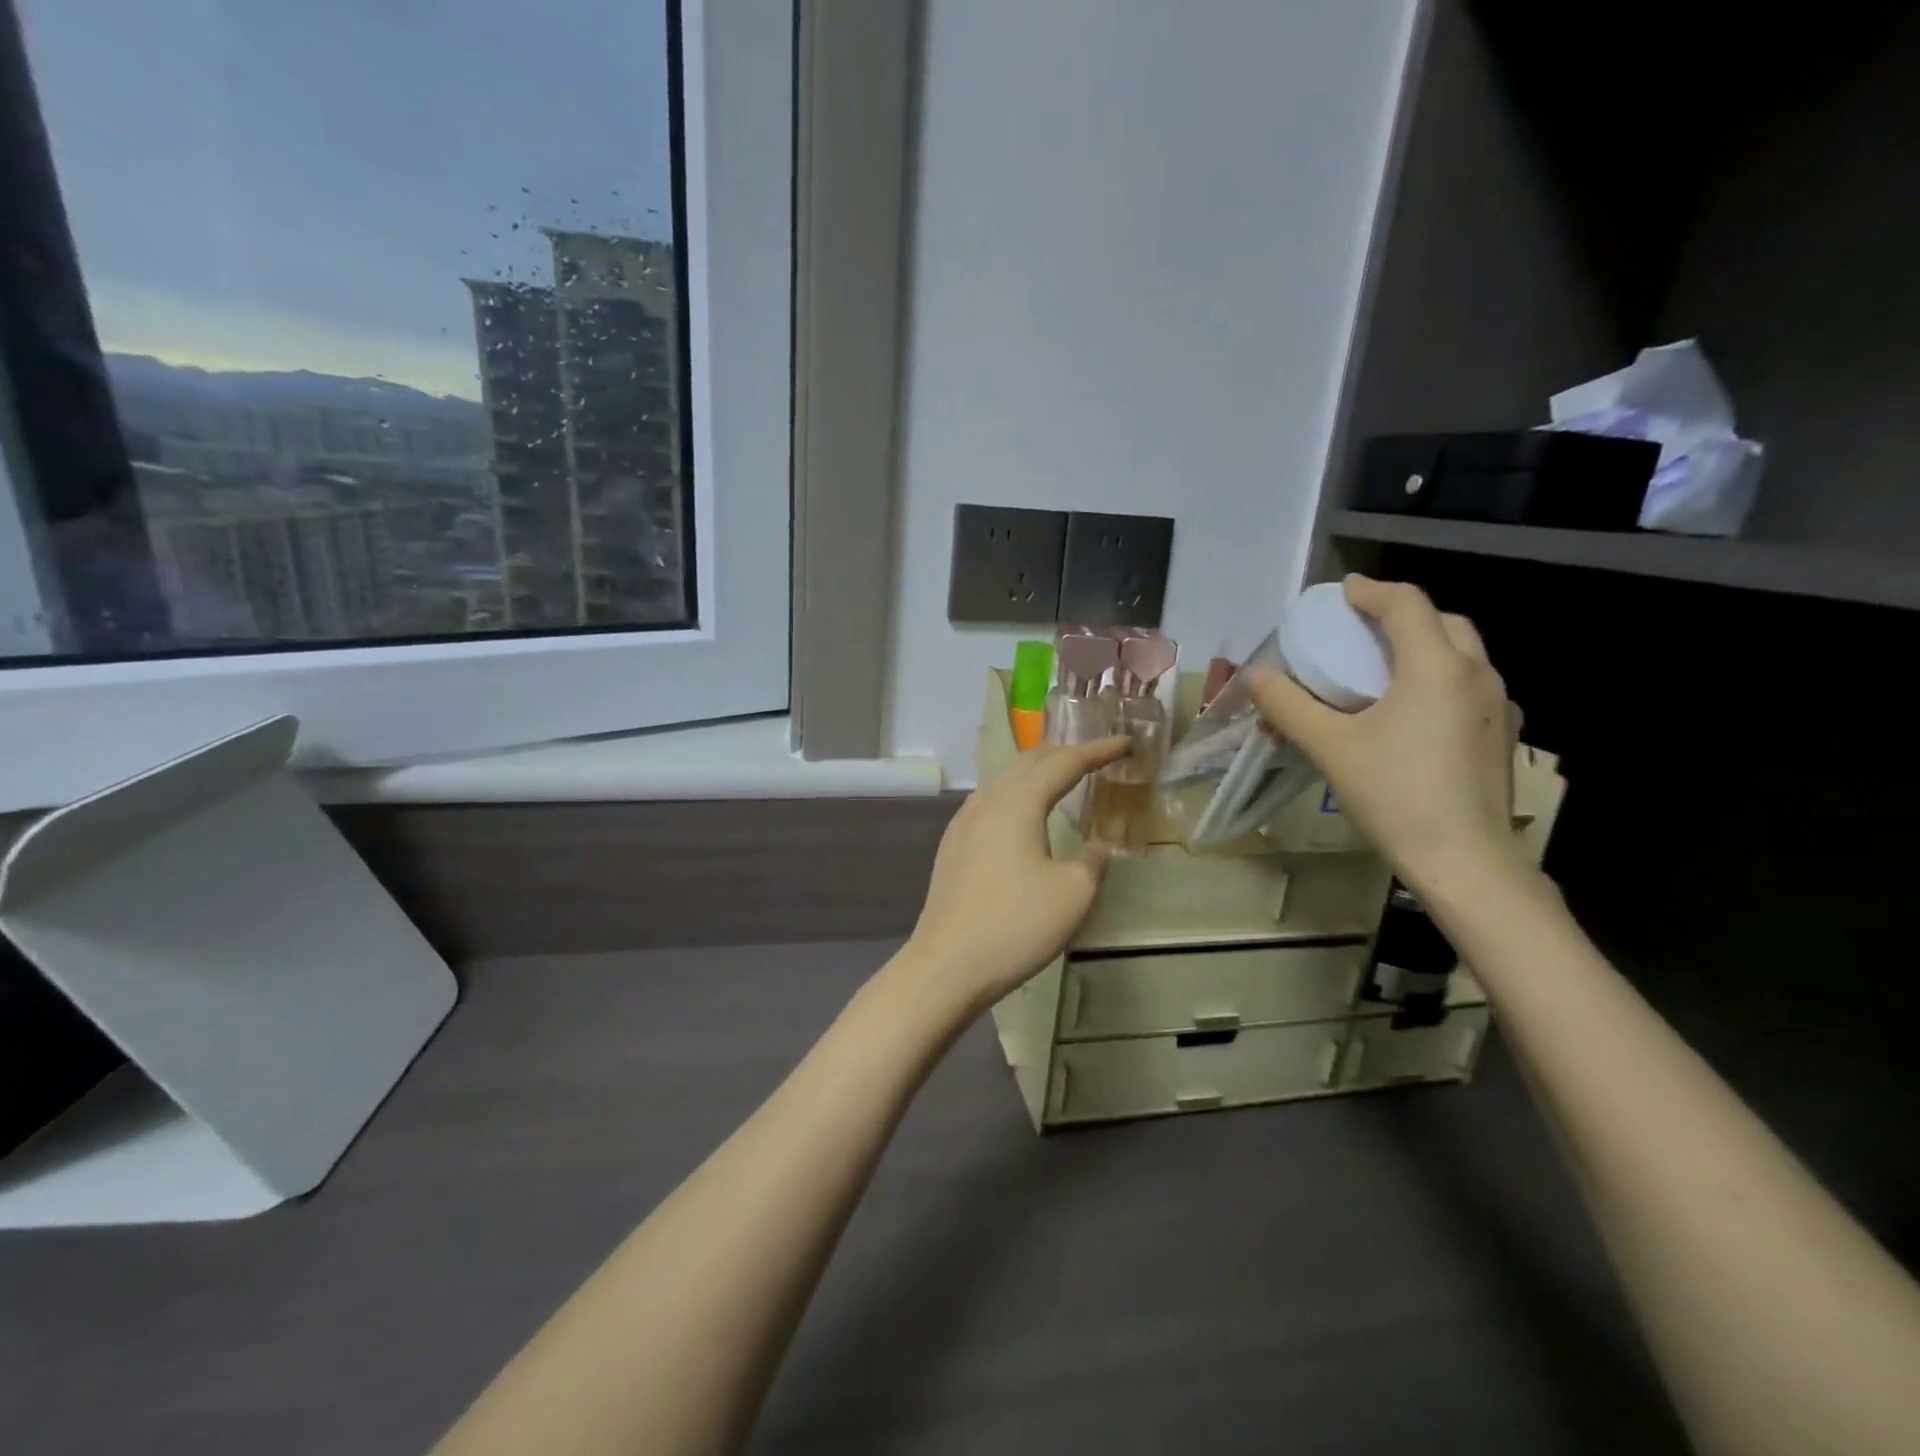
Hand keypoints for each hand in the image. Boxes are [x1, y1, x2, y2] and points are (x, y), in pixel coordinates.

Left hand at [903, 737, 1128, 1014]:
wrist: (947, 963)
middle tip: (1096, 755)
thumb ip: (1091, 861)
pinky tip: (1021, 812)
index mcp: (1018, 802)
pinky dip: (1017, 793)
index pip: (1064, 762)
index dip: (1097, 750)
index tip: (1125, 743)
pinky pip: (991, 801)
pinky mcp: (953, 845)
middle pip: (1029, 761)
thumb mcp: (1073, 894)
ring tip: (1062, 776)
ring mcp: (964, 822)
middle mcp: (987, 801)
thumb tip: (1096, 846)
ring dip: (1037, 771)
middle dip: (1065, 752)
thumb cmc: (1015, 924)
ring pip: (1005, 779)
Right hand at [1246, 575, 1525, 893]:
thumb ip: (1289, 706)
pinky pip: (1469, 686)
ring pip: (1462, 654)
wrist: (1465, 860)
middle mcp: (1476, 674)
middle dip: (1401, 615)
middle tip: (1362, 628)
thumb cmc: (1395, 794)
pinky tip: (1413, 712)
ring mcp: (1496, 706)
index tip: (1342, 592)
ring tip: (1384, 667)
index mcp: (1436, 666)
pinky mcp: (1501, 736)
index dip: (1371, 591)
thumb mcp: (1329, 747)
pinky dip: (1439, 678)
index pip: (1406, 604)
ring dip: (1424, 646)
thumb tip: (1255, 677)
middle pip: (1443, 622)